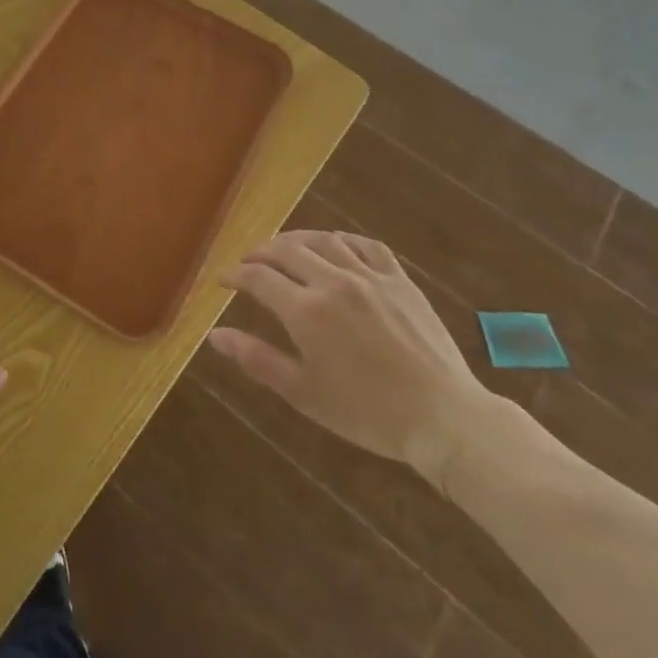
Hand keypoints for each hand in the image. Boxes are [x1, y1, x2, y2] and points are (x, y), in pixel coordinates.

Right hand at [208, 230, 499, 484]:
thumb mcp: (304, 393)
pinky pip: (366, 245)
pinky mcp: (399, 279)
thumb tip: (214, 335)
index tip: (223, 280)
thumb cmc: (367, 413)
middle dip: (260, 252)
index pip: (258, 277)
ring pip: (323, 240)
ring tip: (284, 249)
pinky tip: (335, 245)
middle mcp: (333, 282)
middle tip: (249, 261)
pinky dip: (342, 239)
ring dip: (296, 240)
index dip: (235, 275)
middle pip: (286, 250)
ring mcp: (369, 276)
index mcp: (306, 311)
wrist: (443, 418)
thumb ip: (257, 359)